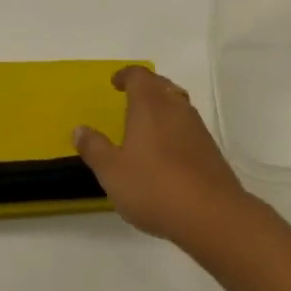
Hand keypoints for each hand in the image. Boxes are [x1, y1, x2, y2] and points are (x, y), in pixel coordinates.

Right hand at [73, 66, 257, 249]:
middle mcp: (176, 107)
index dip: (126, 75)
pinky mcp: (210, 149)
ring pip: (178, 104)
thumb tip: (79, 129)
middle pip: (161, 85)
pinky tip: (167, 150)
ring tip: (147, 123)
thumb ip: (95, 148)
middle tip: (130, 97)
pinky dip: (175, 128)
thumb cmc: (154, 187)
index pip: (139, 76)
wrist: (211, 214)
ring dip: (162, 106)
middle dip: (145, 87)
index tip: (115, 83)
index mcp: (150, 105)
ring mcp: (197, 127)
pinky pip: (188, 126)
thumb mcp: (112, 171)